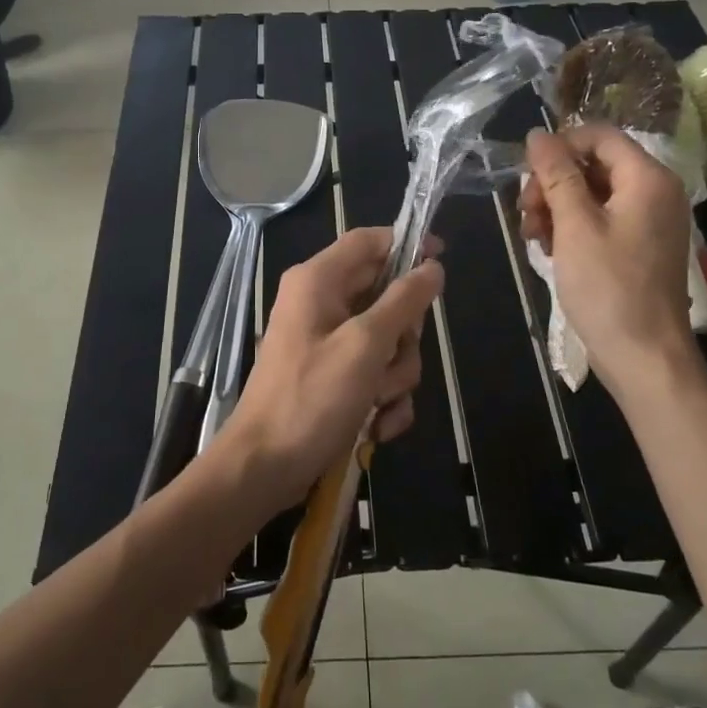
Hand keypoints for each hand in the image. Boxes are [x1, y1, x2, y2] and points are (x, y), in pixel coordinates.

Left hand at [217, 227, 443, 518]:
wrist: (265, 467)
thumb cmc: (311, 398)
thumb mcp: (365, 346)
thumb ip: (402, 302)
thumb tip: (432, 266)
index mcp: (318, 281)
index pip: (368, 241)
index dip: (406, 244)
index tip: (441, 260)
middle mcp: (321, 303)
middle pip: (385, 295)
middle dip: (403, 336)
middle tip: (393, 360)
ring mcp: (326, 341)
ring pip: (387, 340)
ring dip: (395, 375)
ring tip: (378, 402)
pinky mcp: (332, 376)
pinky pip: (375, 372)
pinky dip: (383, 398)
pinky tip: (377, 426)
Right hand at [520, 125, 696, 376]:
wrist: (643, 356)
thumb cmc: (608, 286)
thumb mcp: (574, 225)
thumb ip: (556, 174)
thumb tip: (537, 134)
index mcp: (648, 178)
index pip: (599, 136)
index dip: (559, 146)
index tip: (527, 174)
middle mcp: (655, 192)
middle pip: (594, 165)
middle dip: (553, 183)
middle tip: (525, 212)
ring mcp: (649, 221)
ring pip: (592, 193)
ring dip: (556, 207)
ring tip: (532, 236)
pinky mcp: (639, 246)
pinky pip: (601, 219)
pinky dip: (572, 228)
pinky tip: (549, 249)